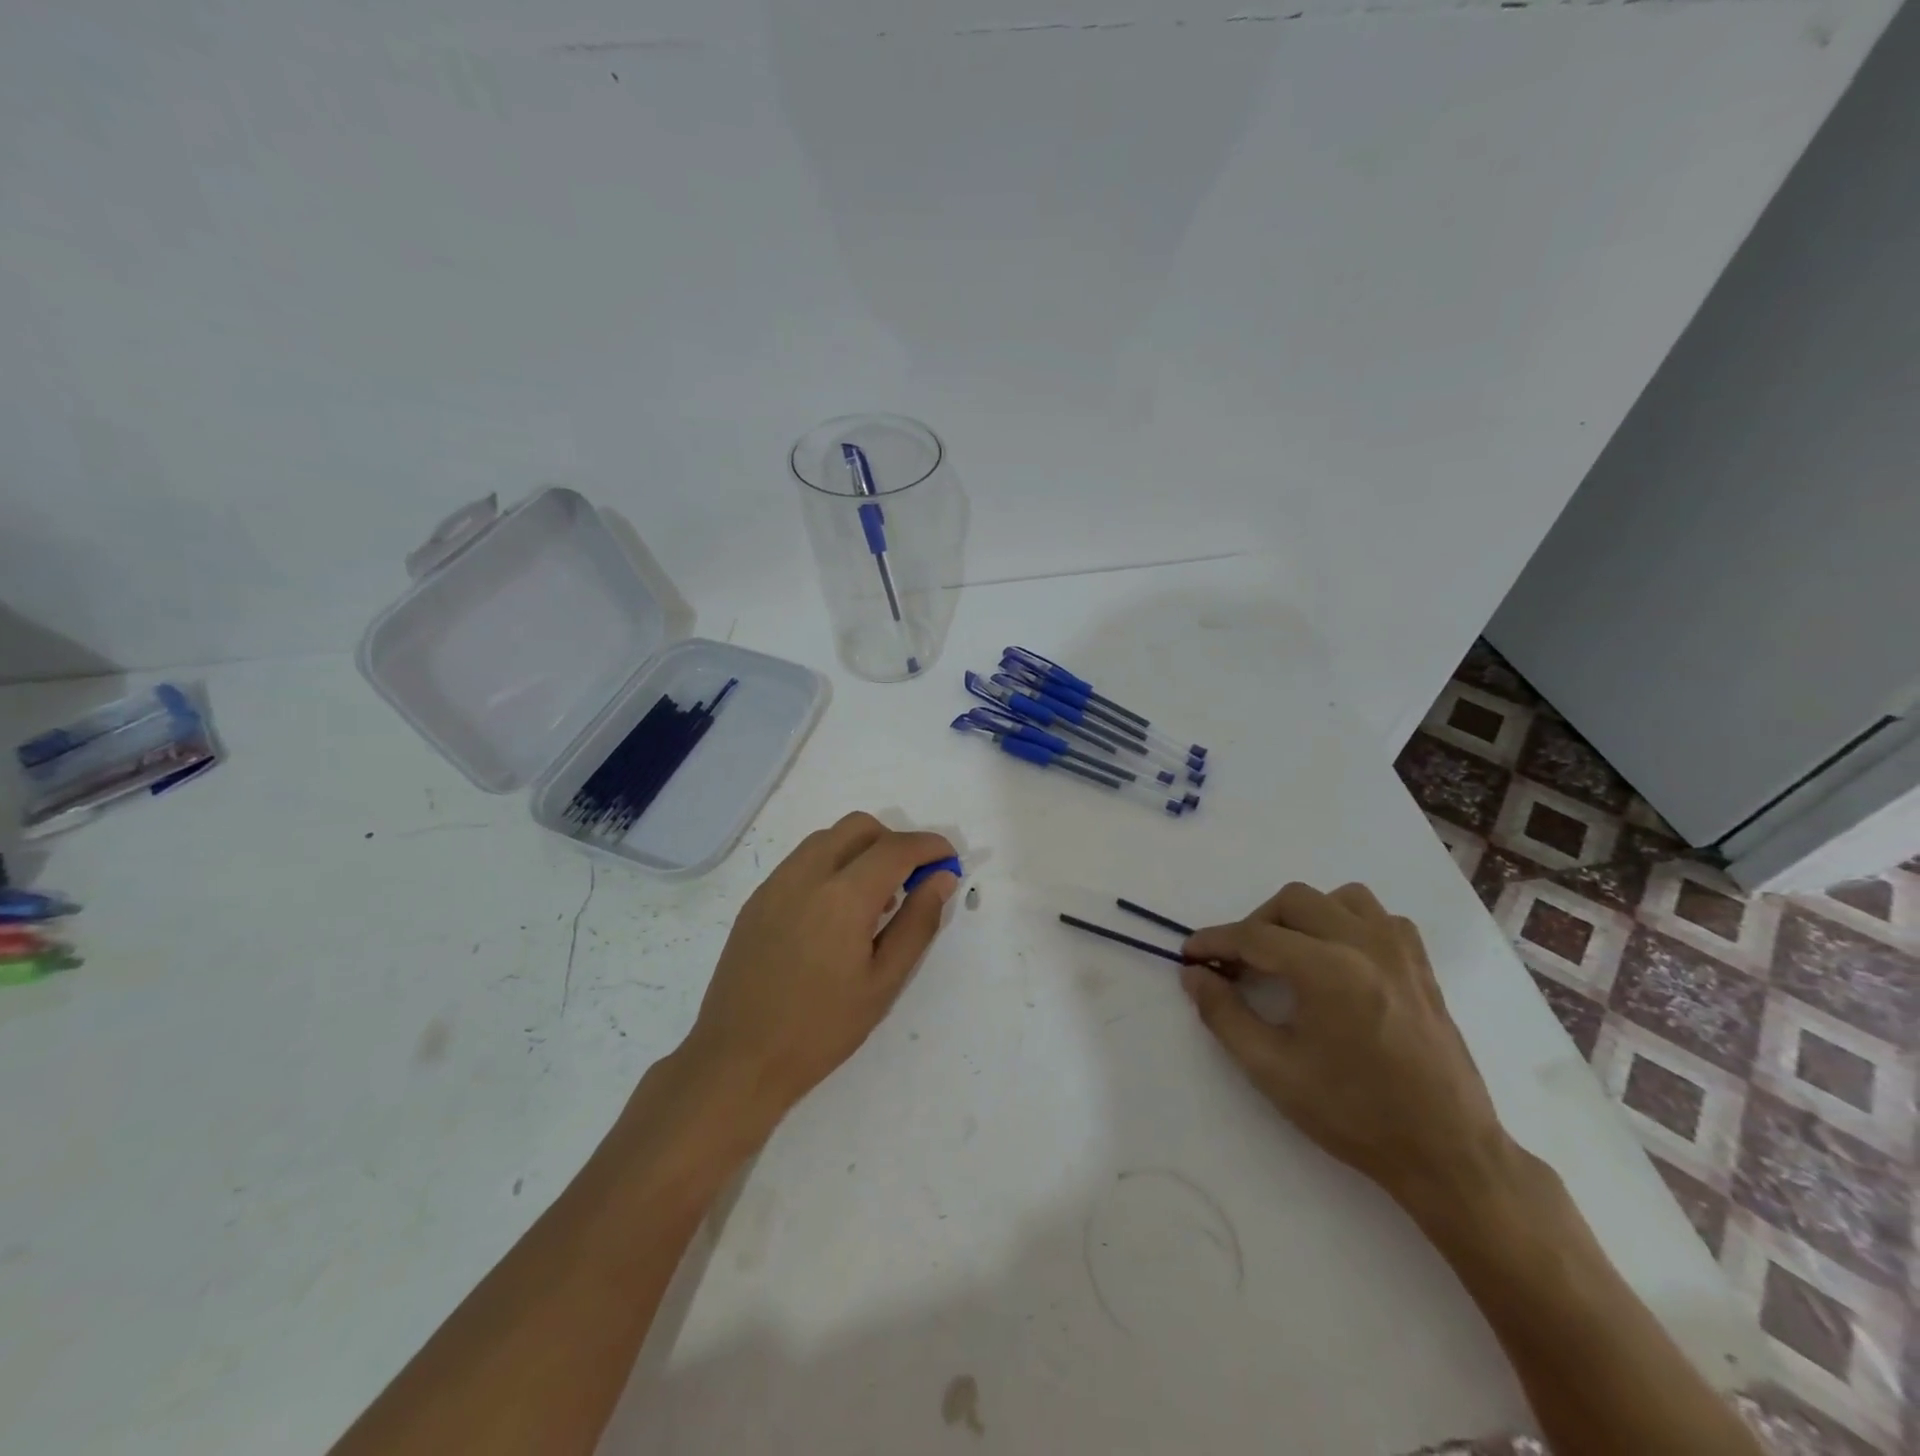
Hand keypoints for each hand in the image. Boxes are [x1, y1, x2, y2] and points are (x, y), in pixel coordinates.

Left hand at [679, 812, 958, 1127]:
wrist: (738, 1059)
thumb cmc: (821, 1028)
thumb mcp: (884, 982)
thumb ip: (918, 922)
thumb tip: (942, 878)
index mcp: (843, 896)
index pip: (896, 847)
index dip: (930, 846)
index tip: (949, 861)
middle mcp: (806, 874)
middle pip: (859, 827)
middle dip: (894, 842)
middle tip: (911, 882)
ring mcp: (775, 883)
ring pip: (828, 838)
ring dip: (861, 851)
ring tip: (874, 901)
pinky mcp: (757, 899)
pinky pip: (803, 861)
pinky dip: (831, 866)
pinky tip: (836, 914)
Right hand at [1180, 882, 1511, 1217]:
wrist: (1448, 1153)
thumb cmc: (1355, 1115)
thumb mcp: (1273, 1071)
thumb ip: (1224, 1014)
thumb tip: (1194, 974)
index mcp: (1329, 970)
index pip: (1255, 936)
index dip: (1215, 940)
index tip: (1190, 953)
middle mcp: (1366, 945)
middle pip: (1294, 900)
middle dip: (1256, 924)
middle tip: (1240, 963)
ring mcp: (1401, 952)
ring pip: (1340, 898)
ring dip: (1305, 915)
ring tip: (1291, 954)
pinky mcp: (1422, 966)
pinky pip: (1379, 917)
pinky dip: (1349, 923)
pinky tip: (1339, 958)